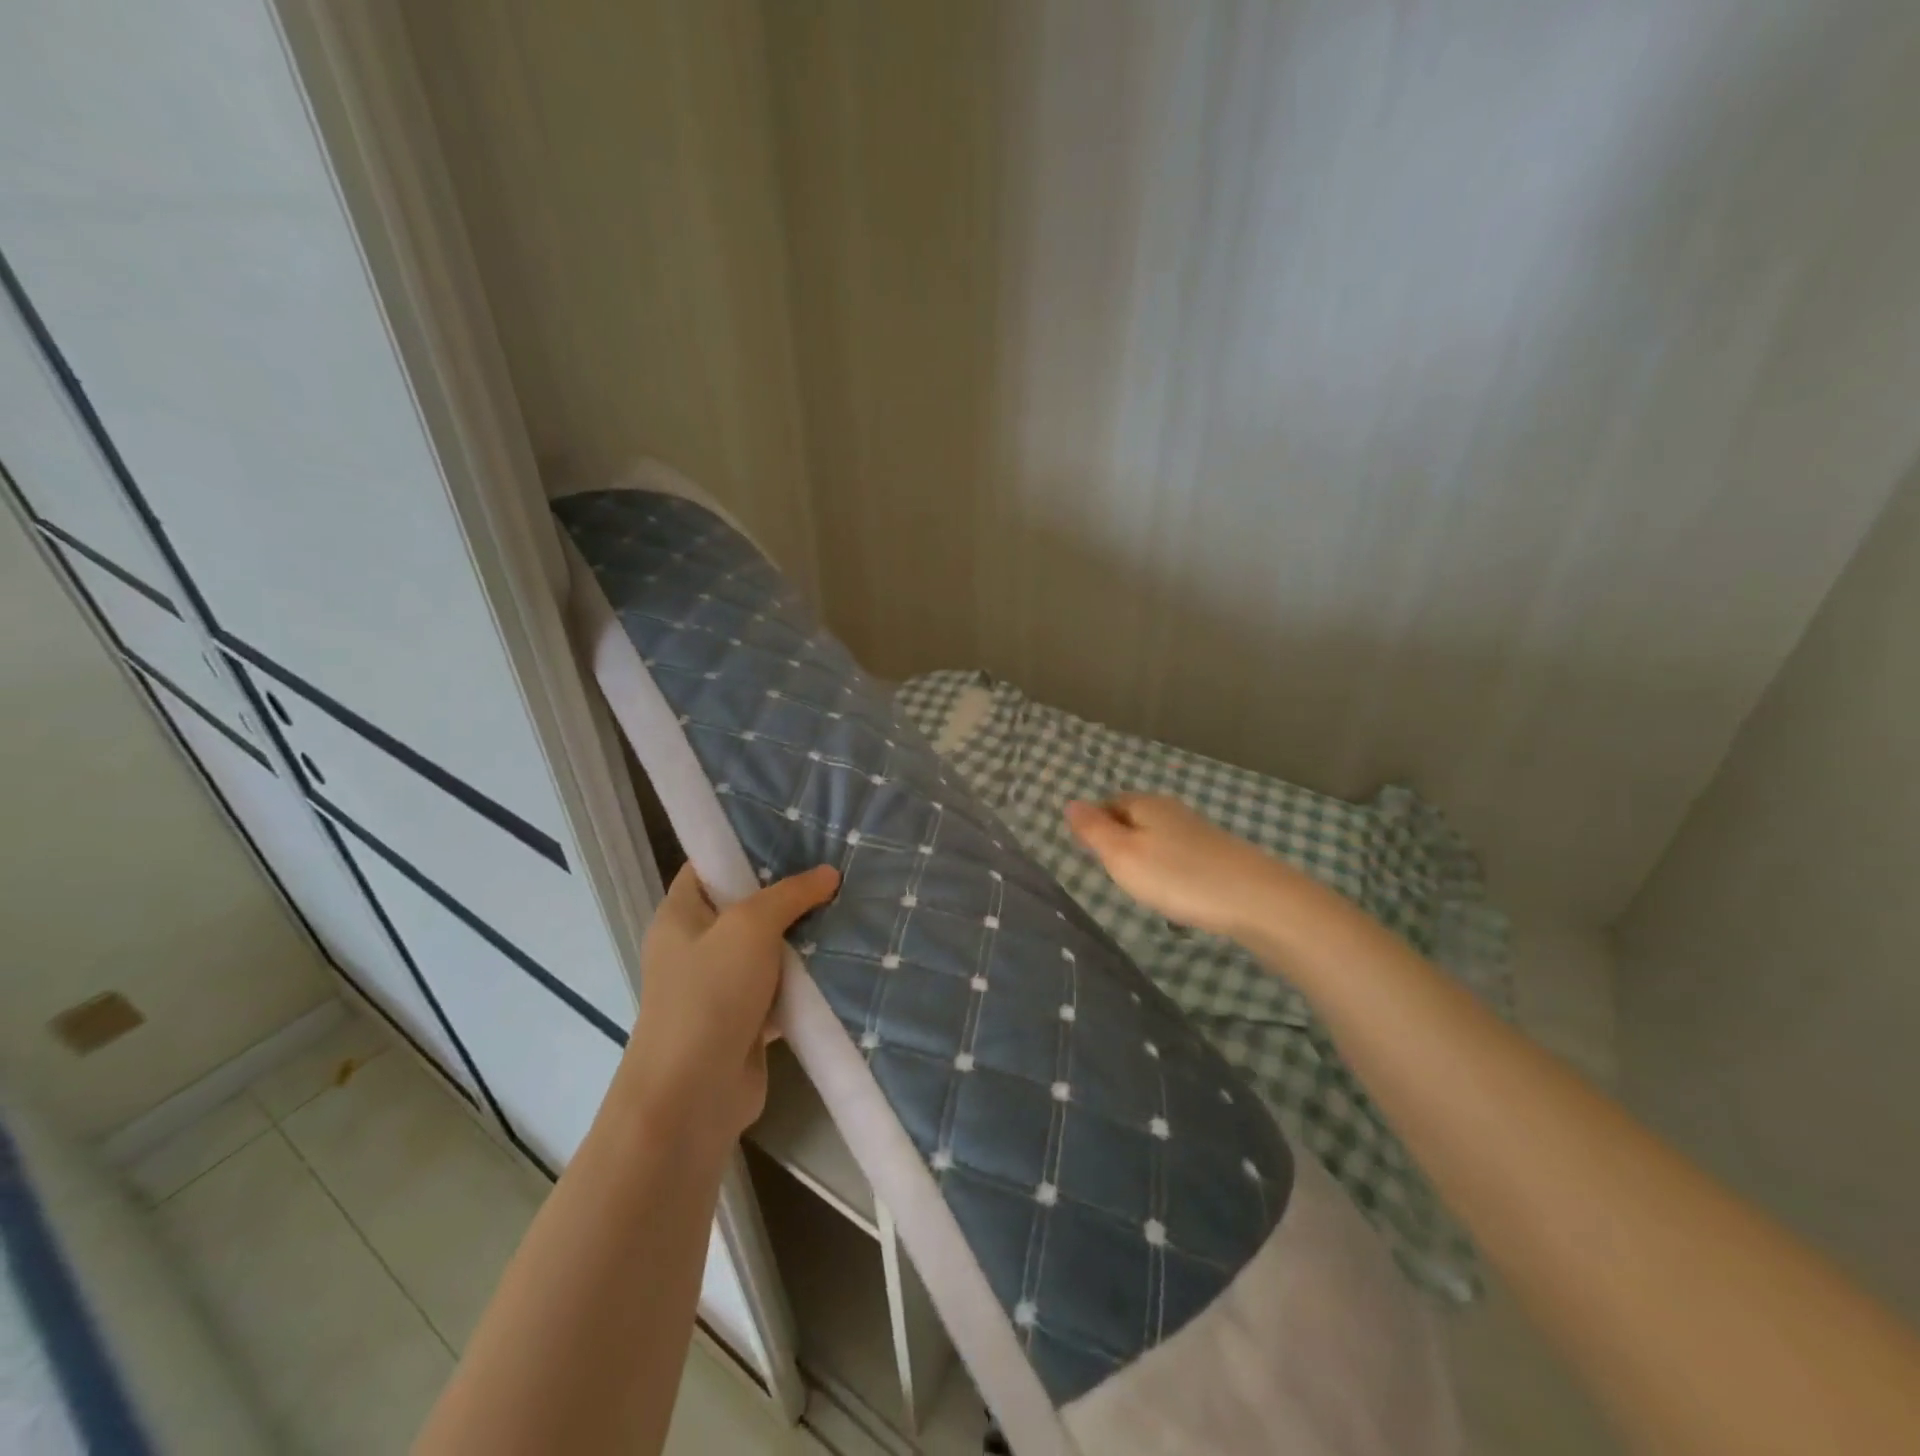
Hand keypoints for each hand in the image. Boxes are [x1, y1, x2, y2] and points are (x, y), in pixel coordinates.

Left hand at [622, 862, 839, 1139]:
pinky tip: (846, 957)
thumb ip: (790, 895)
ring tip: (851, 905)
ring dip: (804, 936)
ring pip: (769, 948)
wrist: (692, 1096)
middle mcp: (697, 946)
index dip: (745, 848)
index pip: (709, 865)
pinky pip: (782, 987)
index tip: (793, 833)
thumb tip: (829, 873)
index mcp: (681, 915)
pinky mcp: (747, 1020)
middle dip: (789, 892)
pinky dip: (808, 978)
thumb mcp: (749, 927)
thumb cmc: (709, 995)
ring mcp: (722, 985)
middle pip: (746, 906)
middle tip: (836, 867)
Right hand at [1064, 793, 1283, 938]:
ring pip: (1157, 838)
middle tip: (1112, 875)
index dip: (1093, 826)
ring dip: (1145, 858)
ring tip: (1141, 888)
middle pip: (1133, 819)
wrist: (1256, 900)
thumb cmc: (1178, 876)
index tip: (1089, 856)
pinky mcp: (1219, 855)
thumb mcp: (1122, 855)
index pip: (1107, 804)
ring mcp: (1199, 832)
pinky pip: (1179, 856)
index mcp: (1145, 804)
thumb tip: (1069, 802)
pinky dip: (1169, 871)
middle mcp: (1172, 810)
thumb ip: (1093, 830)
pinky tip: (1174, 892)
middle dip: (1119, 841)